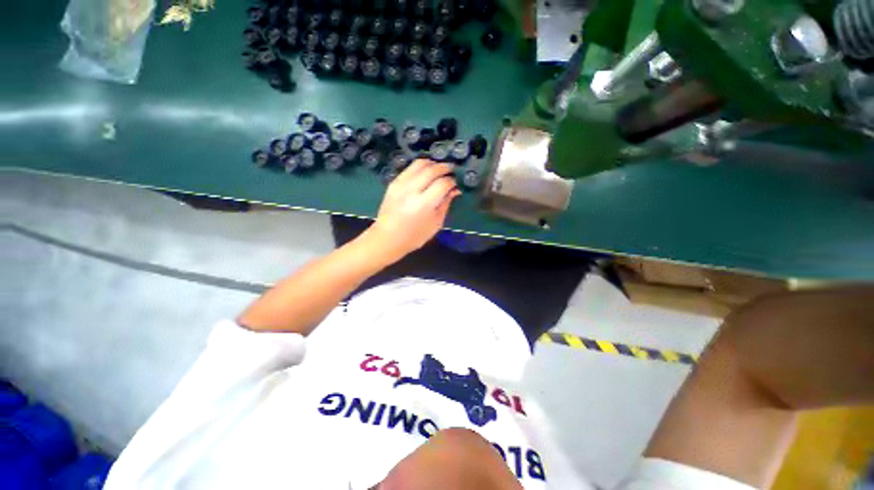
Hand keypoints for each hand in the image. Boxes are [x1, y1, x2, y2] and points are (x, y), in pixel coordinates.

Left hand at [367, 159, 460, 261]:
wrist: (387, 238)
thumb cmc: (415, 236)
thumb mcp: (436, 224)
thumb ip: (445, 204)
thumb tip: (454, 190)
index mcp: (423, 204)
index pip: (442, 184)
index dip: (452, 181)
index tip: (455, 183)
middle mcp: (411, 190)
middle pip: (431, 170)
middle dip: (445, 167)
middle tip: (452, 170)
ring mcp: (400, 185)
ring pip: (420, 164)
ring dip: (433, 163)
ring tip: (440, 168)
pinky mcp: (393, 183)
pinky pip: (410, 168)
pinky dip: (421, 167)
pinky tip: (427, 172)